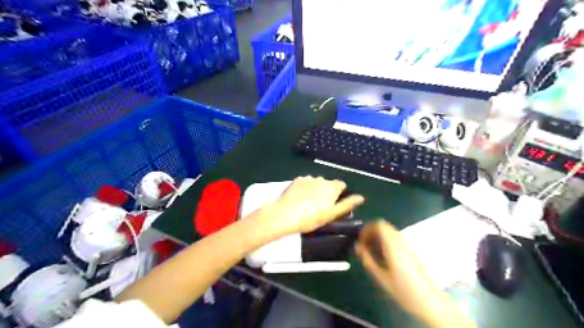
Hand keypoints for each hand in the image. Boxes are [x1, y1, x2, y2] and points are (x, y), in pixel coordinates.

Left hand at [258, 176, 363, 238]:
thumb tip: (361, 197)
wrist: (285, 215)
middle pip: (328, 183)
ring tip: (308, 203)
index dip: (339, 193)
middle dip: (327, 191)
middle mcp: (322, 179)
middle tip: (319, 206)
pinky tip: (299, 198)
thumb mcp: (331, 214)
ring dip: (316, 188)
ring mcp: (308, 178)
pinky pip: (305, 181)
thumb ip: (347, 204)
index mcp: (332, 187)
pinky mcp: (297, 179)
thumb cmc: (311, 218)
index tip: (333, 204)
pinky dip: (305, 187)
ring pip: (316, 182)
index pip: (341, 185)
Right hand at [353, 221, 435, 318]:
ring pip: (389, 231)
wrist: (428, 299)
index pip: (379, 225)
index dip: (367, 229)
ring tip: (371, 251)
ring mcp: (406, 244)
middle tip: (364, 245)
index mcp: (392, 245)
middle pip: (383, 226)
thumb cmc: (403, 289)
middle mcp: (400, 240)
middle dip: (371, 232)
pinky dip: (385, 241)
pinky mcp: (410, 249)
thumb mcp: (380, 276)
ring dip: (378, 237)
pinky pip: (394, 238)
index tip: (360, 240)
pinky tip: (382, 256)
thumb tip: (358, 246)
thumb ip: (367, 259)